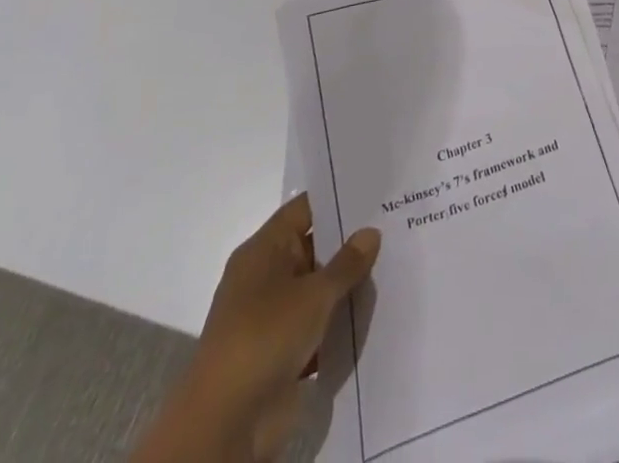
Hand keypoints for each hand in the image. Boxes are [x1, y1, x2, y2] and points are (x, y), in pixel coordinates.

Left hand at [132, 195, 379, 462]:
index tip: (375, 195)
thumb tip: (370, 231)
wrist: (226, 423)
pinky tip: (372, 315)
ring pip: (316, 290)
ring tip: (392, 268)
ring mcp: (271, 316)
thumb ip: (346, 263)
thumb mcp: (313, 294)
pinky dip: (337, 323)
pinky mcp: (280, 352)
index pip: (304, 210)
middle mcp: (265, 276)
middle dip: (349, 245)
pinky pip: (315, 326)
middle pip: (313, 248)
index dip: (337, 201)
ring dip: (345, 288)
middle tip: (392, 229)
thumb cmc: (266, 337)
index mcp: (263, 249)